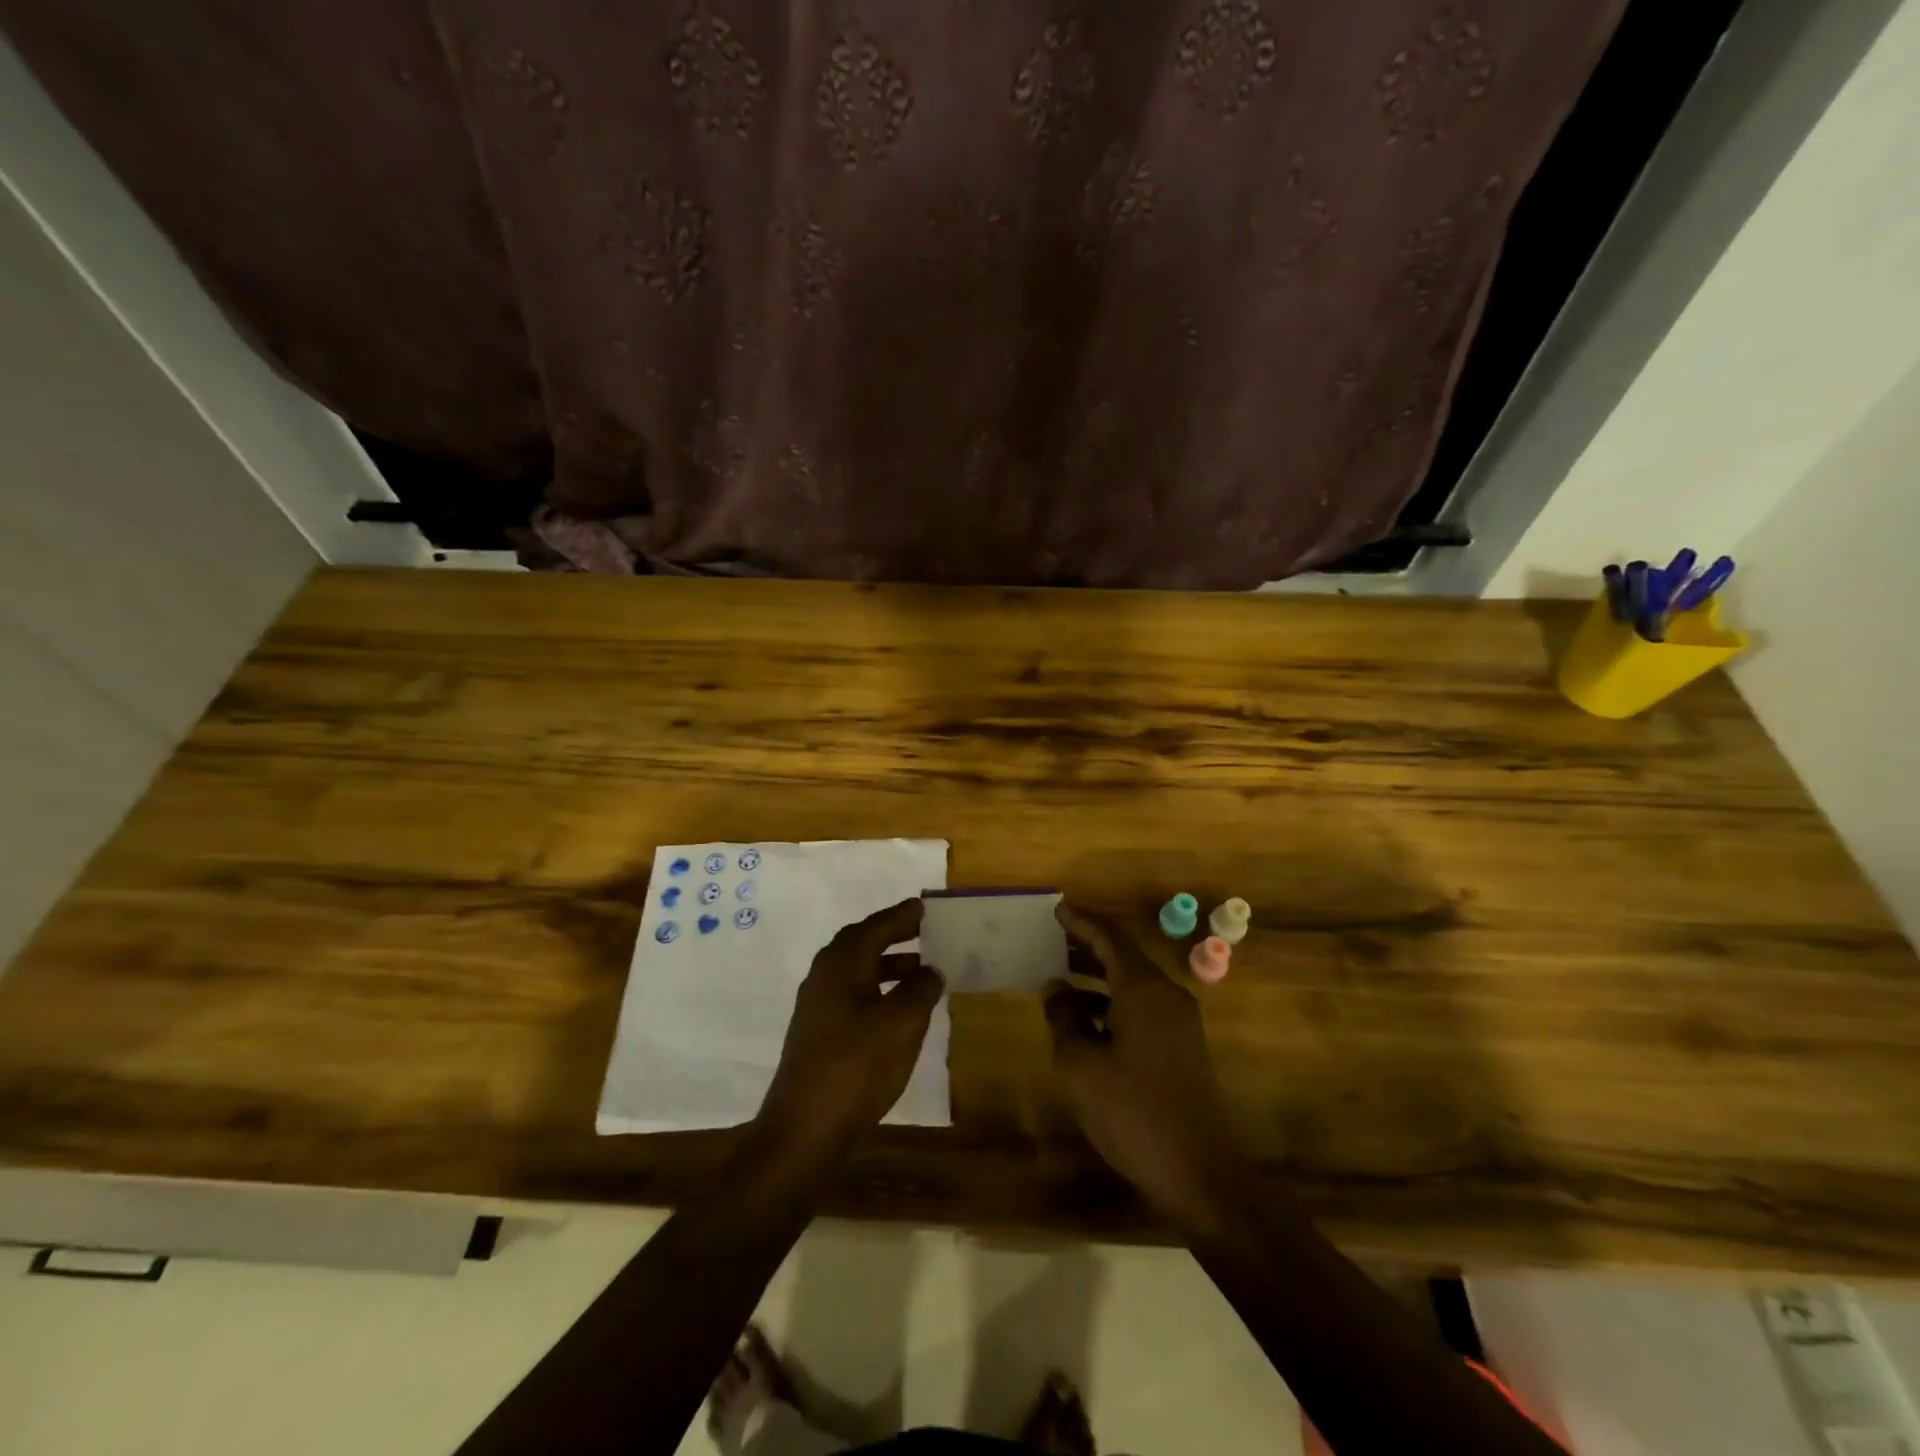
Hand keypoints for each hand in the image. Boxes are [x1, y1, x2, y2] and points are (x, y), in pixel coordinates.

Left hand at [753, 899, 944, 1172]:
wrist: (804, 1130)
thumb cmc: (856, 1067)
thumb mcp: (901, 1024)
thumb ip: (921, 990)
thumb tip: (931, 970)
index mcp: (841, 964)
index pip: (875, 927)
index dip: (901, 916)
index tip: (924, 906)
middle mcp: (825, 977)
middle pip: (862, 944)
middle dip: (893, 936)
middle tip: (926, 932)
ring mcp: (818, 1007)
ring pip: (858, 972)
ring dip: (889, 966)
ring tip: (923, 973)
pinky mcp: (819, 1034)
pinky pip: (854, 996)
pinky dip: (879, 991)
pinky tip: (900, 1012)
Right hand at [1044, 902, 1248, 1227]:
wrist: (1200, 1173)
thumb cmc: (1134, 1112)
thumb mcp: (1082, 1065)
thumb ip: (1064, 1018)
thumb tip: (1055, 987)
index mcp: (1144, 989)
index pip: (1110, 938)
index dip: (1082, 922)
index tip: (1057, 910)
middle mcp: (1166, 995)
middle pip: (1124, 956)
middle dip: (1087, 947)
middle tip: (1052, 940)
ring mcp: (1180, 1022)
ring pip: (1133, 984)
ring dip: (1098, 978)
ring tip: (1060, 981)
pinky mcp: (1183, 1047)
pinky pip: (1142, 1007)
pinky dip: (1112, 1004)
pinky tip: (1087, 1023)